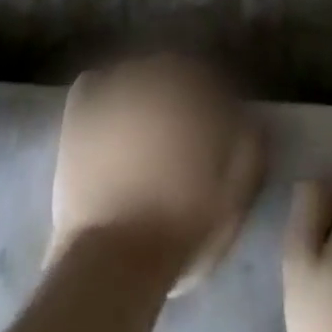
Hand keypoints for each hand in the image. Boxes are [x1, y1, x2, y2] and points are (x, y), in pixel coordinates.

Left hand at [48, 55, 264, 294]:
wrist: (112, 262)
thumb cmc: (179, 231)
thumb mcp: (233, 198)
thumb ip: (249, 151)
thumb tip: (251, 120)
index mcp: (192, 96)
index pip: (210, 77)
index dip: (216, 99)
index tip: (219, 122)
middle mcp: (153, 80)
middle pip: (172, 69)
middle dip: (181, 90)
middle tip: (182, 125)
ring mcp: (112, 92)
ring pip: (135, 72)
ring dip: (145, 88)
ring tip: (145, 121)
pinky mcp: (79, 112)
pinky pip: (93, 83)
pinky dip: (104, 91)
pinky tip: (110, 112)